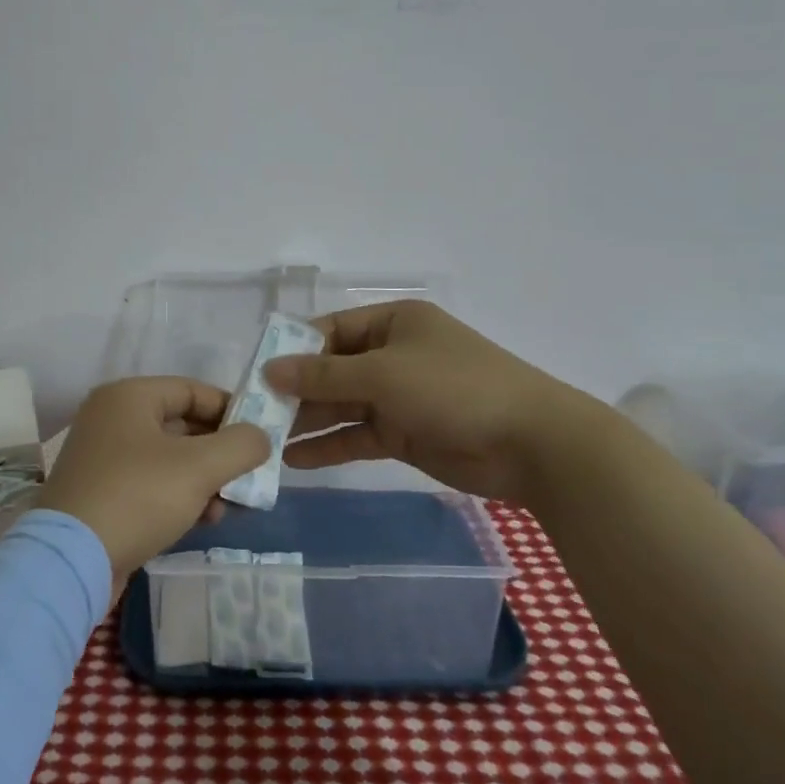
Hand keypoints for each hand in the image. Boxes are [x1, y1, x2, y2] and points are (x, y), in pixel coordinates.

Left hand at [37, 377, 267, 592]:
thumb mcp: (199, 467)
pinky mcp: (102, 494)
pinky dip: (180, 496)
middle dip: (219, 452)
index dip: (231, 410)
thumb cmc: (137, 496)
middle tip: (249, 475)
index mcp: (128, 397)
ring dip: (204, 479)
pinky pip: (152, 484)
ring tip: (230, 506)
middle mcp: (112, 418)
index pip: (192, 390)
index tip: (260, 437)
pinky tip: (205, 520)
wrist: (71, 561)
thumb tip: (260, 437)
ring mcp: (104, 458)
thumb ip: (240, 445)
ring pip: (170, 459)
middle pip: (182, 425)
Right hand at [265, 299, 604, 503]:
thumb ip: (324, 375)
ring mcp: (399, 396)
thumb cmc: (453, 388)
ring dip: (308, 420)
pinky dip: (330, 446)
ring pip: (342, 405)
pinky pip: (358, 435)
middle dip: (296, 390)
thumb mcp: (383, 374)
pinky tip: (295, 460)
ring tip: (265, 439)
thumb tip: (269, 369)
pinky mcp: (405, 433)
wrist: (530, 443)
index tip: (256, 372)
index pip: (330, 330)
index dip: (294, 349)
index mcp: (392, 323)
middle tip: (254, 412)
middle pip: (333, 370)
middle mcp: (392, 355)